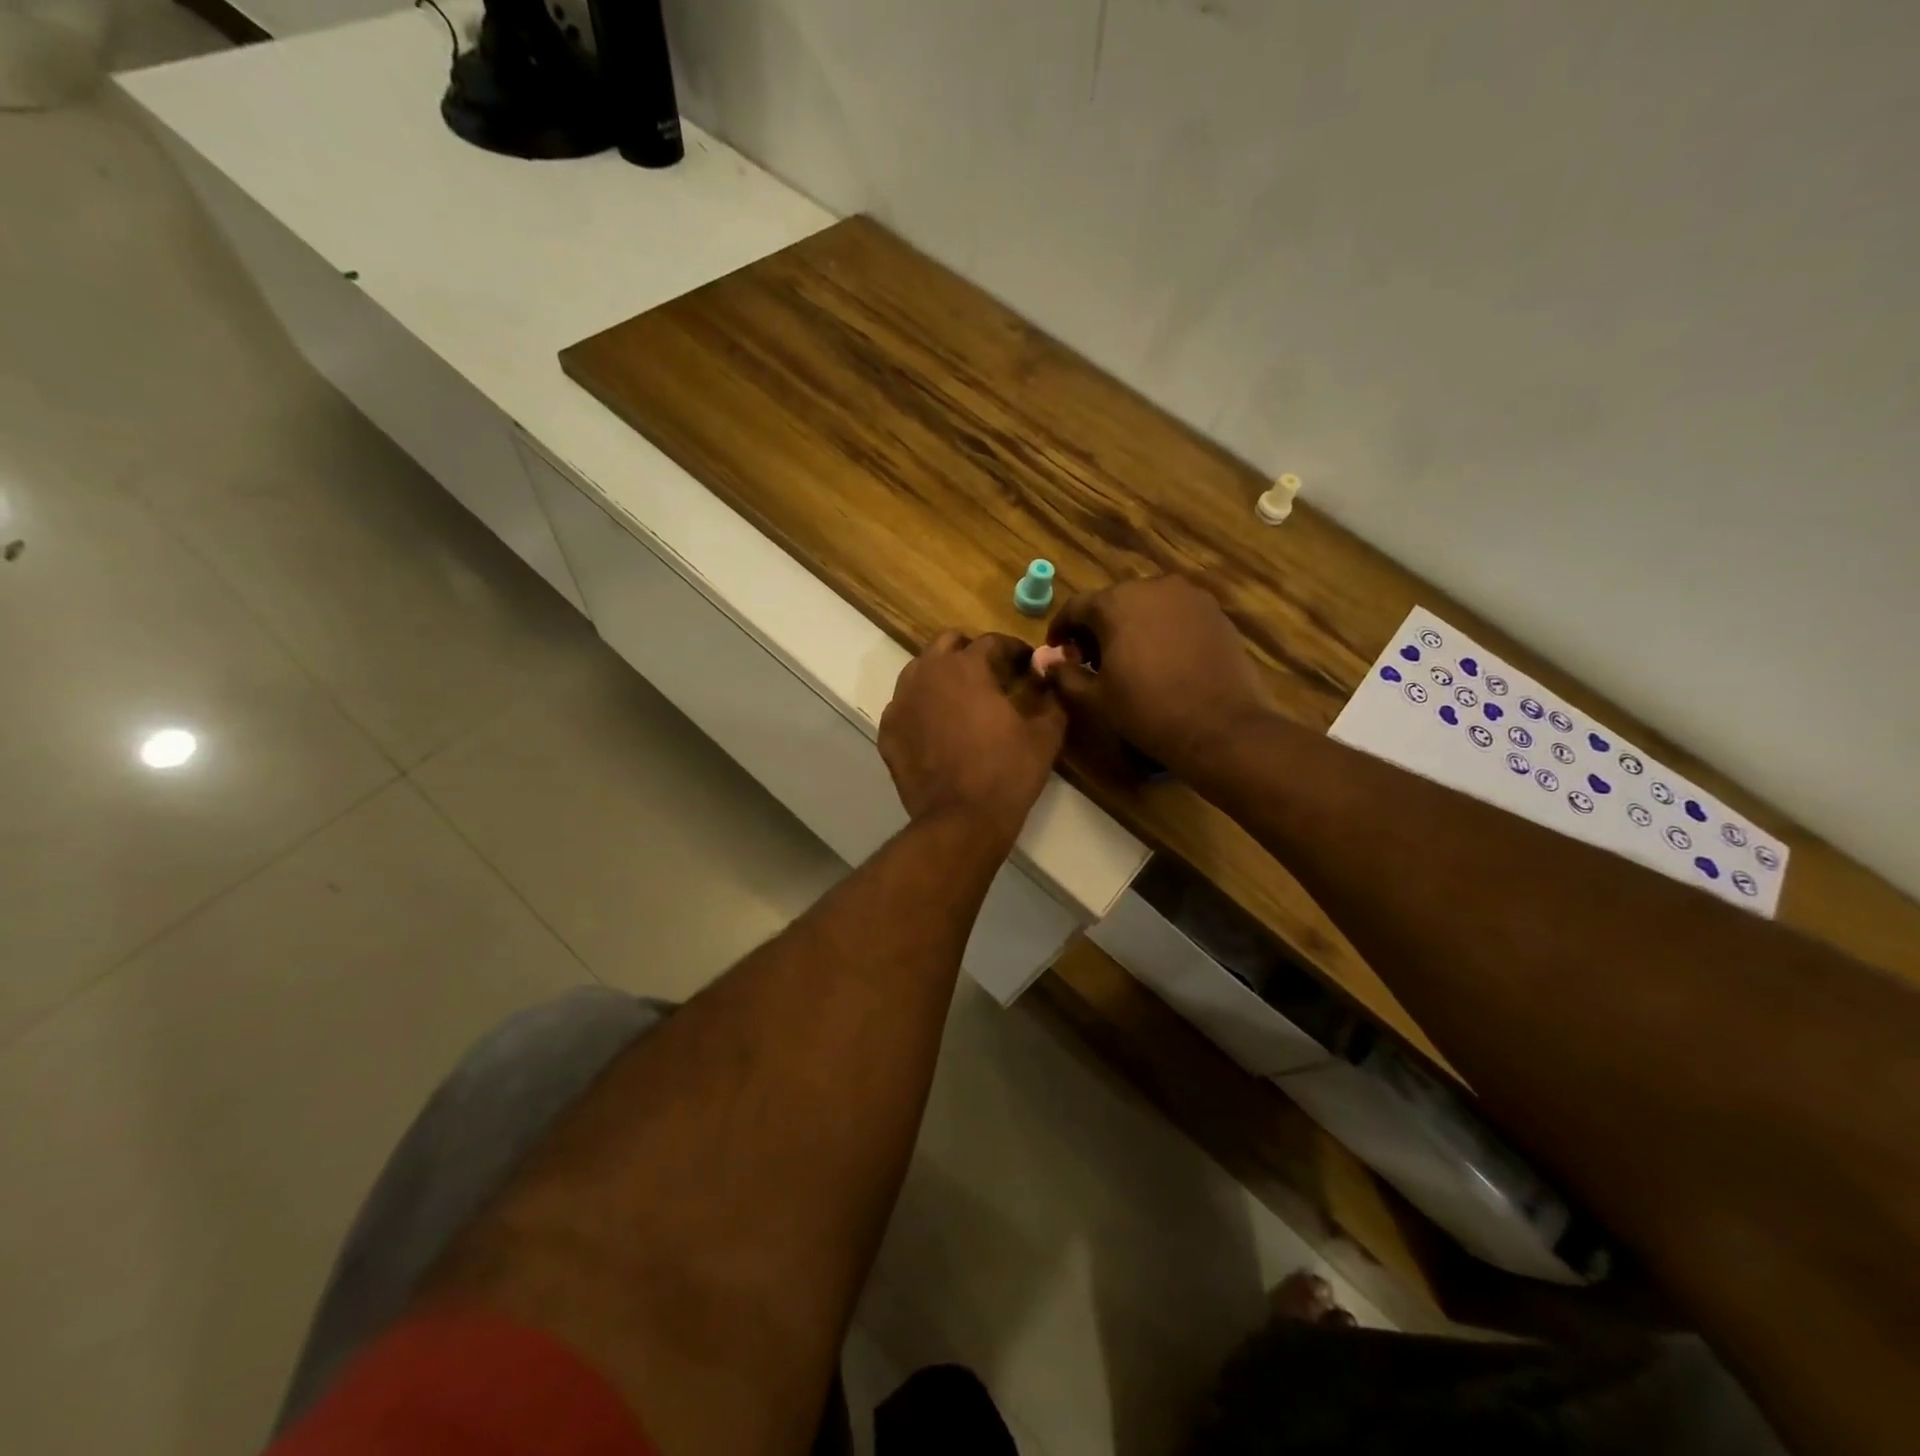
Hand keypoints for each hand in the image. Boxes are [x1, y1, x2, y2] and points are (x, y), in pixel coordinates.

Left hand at [880, 631, 1067, 848]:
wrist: (960, 820)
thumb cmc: (1007, 773)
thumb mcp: (1045, 735)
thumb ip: (1051, 698)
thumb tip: (1051, 679)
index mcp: (965, 667)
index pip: (991, 641)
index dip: (1014, 650)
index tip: (1027, 664)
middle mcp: (927, 674)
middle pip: (947, 644)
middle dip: (971, 652)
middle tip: (992, 674)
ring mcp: (901, 702)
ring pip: (920, 671)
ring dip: (942, 675)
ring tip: (963, 698)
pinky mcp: (888, 731)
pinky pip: (906, 705)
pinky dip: (923, 707)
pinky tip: (939, 727)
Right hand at [1044, 576, 1270, 774]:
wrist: (1220, 726)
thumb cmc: (1147, 711)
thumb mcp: (1095, 698)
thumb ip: (1065, 674)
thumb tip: (1048, 661)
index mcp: (1115, 603)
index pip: (1075, 607)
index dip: (1060, 629)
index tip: (1057, 650)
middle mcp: (1152, 586)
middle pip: (1112, 602)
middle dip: (1096, 627)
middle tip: (1091, 659)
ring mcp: (1188, 596)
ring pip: (1146, 604)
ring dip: (1130, 625)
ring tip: (1128, 658)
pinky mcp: (1214, 611)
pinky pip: (1175, 613)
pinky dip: (1161, 628)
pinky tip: (1162, 658)